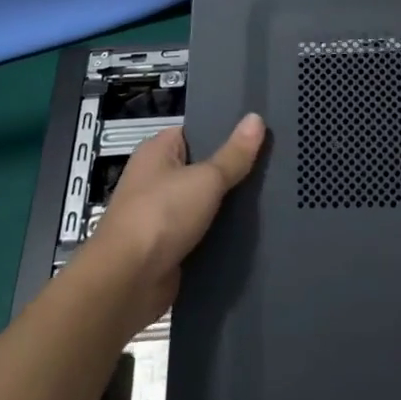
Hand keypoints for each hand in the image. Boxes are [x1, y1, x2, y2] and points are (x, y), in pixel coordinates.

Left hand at [84, 112, 265, 334]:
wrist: (127, 283)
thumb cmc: (161, 215)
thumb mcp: (206, 178)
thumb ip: (234, 154)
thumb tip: (256, 117)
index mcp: (157, 151)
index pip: (196, 131)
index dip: (226, 131)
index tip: (260, 133)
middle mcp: (155, 179)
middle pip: (203, 167)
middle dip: (233, 169)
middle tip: (273, 164)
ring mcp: (161, 215)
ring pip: (205, 202)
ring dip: (229, 204)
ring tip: (272, 195)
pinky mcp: (169, 246)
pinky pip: (202, 232)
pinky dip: (222, 233)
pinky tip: (253, 230)